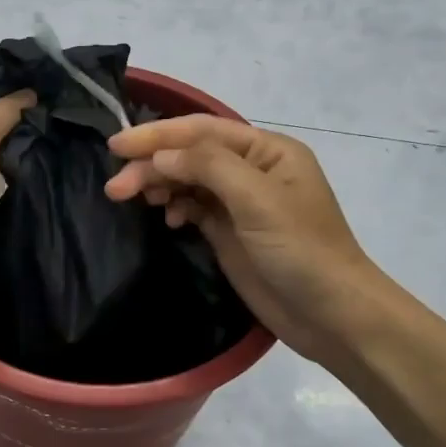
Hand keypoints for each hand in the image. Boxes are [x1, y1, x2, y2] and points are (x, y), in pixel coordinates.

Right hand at [104, 116, 377, 363]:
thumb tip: (160, 155)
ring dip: (158, 185)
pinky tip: (167, 218)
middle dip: (151, 166)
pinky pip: (193, 207)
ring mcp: (239, 203)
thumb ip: (208, 167)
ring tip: (128, 199)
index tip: (116, 146)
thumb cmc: (301, 250)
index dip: (157, 135)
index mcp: (266, 151)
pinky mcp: (229, 232)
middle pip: (190, 155)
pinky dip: (175, 207)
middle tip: (115, 188)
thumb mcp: (257, 200)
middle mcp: (251, 170)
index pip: (202, 131)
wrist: (330, 315)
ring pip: (188, 181)